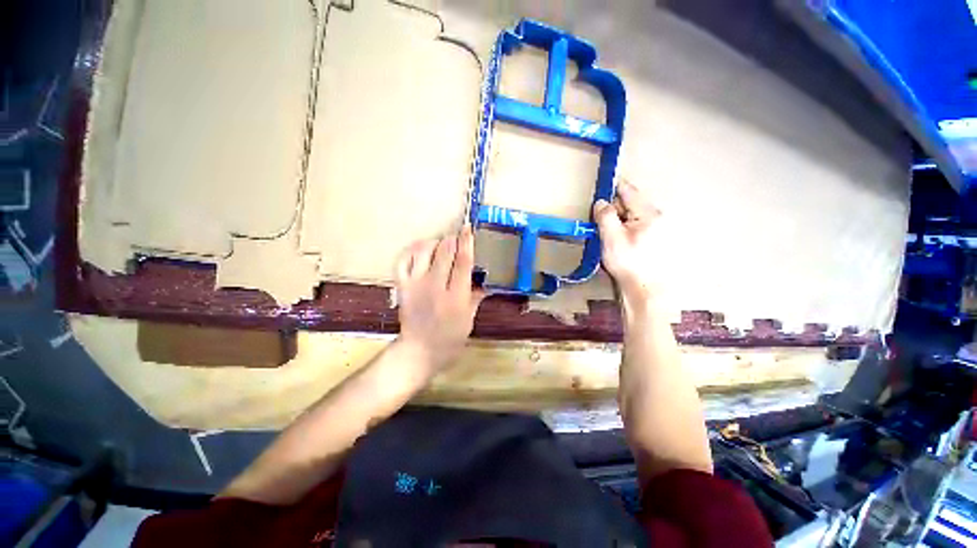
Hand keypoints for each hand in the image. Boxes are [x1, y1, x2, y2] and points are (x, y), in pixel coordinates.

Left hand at [394, 225, 484, 375]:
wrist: (419, 351)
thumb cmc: (450, 338)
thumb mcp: (469, 319)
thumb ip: (476, 296)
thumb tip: (485, 280)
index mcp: (456, 297)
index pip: (463, 262)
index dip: (466, 242)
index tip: (468, 228)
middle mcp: (435, 286)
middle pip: (444, 251)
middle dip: (452, 239)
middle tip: (457, 238)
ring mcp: (416, 284)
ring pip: (424, 250)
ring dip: (434, 242)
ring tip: (441, 244)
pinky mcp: (402, 286)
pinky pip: (403, 260)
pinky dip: (411, 250)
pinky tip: (420, 249)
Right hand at [593, 180, 661, 301]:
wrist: (647, 289)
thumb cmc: (629, 264)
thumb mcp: (611, 239)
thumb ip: (605, 217)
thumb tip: (601, 202)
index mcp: (648, 214)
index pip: (628, 191)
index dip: (612, 188)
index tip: (600, 189)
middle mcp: (658, 216)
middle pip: (631, 203)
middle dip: (615, 209)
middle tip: (601, 224)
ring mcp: (660, 227)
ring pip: (634, 215)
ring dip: (620, 221)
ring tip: (610, 237)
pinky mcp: (658, 238)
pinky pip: (638, 225)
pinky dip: (627, 229)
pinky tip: (622, 243)